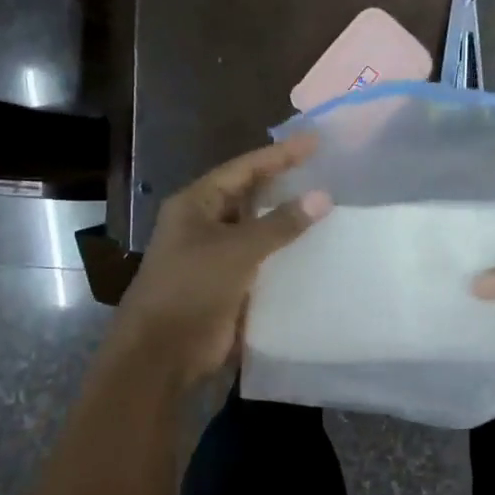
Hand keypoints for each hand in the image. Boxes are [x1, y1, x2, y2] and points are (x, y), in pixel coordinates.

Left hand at [110, 134, 330, 386]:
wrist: (164, 352)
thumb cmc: (192, 288)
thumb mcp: (237, 250)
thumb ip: (281, 224)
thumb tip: (323, 196)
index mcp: (196, 204)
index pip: (244, 169)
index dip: (280, 155)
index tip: (316, 142)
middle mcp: (205, 224)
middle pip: (251, 196)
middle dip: (285, 184)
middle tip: (326, 171)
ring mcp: (216, 255)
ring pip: (259, 229)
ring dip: (288, 221)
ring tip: (329, 206)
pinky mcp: (229, 284)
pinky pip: (263, 260)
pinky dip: (286, 253)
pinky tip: (316, 250)